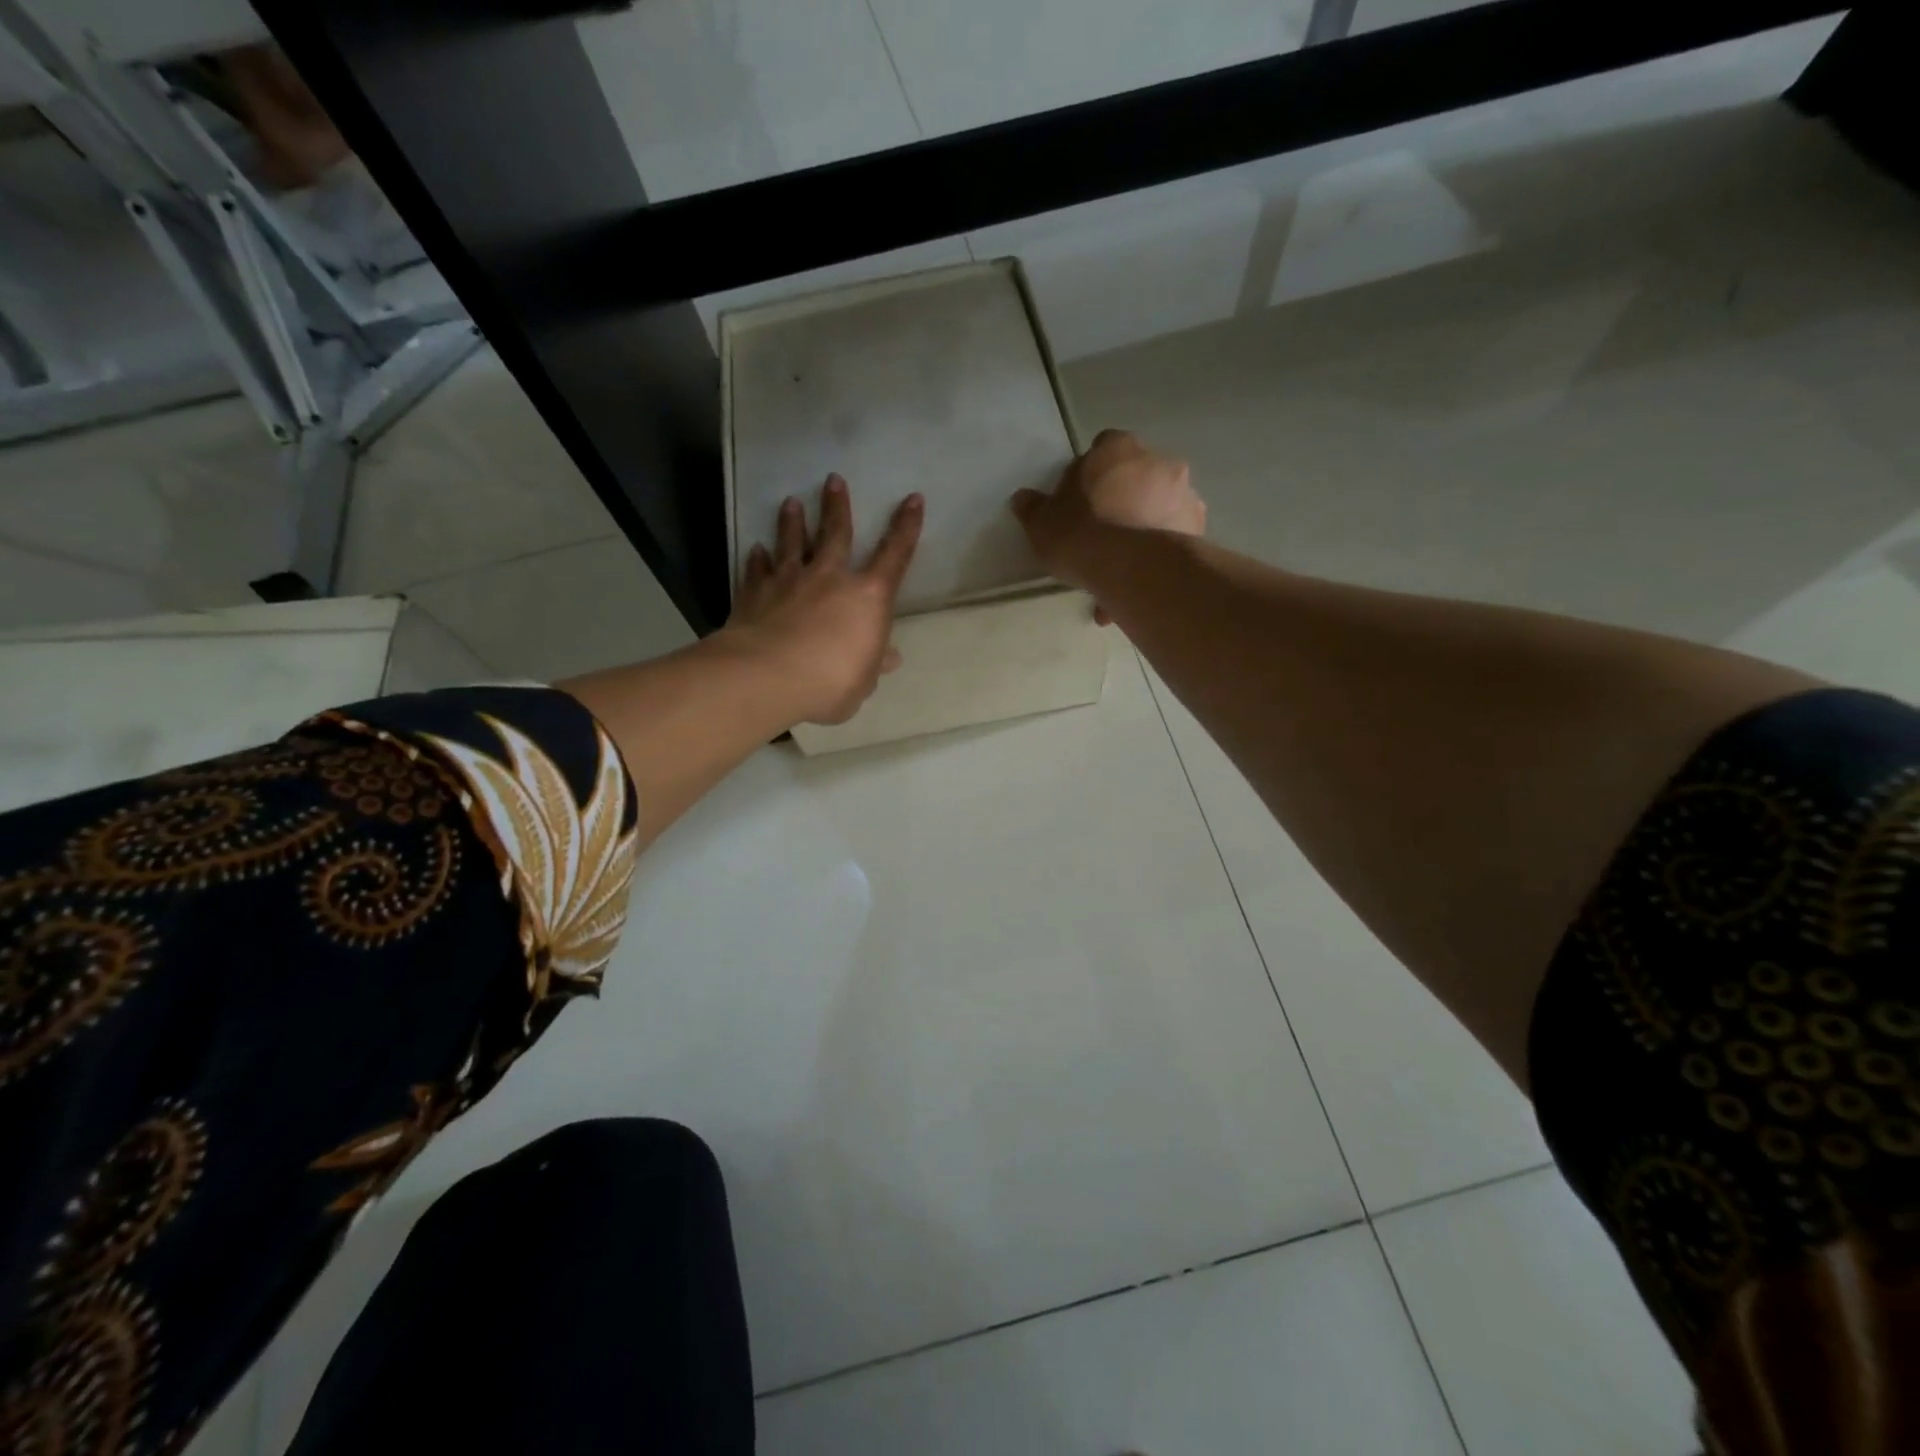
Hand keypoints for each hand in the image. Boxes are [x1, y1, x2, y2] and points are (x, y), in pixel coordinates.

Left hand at [725, 474, 923, 725]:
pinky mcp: (755, 593)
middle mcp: (830, 578)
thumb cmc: (831, 682)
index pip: (895, 556)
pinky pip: (757, 570)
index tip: (912, 499)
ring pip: (792, 543)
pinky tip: (755, 549)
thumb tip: (889, 658)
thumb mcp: (863, 682)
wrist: (768, 675)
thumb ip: (873, 665)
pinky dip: (756, 559)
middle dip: (837, 506)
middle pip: (836, 534)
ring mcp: (789, 581)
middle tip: (833, 480)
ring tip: (791, 502)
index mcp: (868, 598)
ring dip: (792, 522)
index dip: (906, 528)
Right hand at [1009, 429, 1204, 622]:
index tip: (1081, 502)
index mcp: (1117, 448)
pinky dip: (1155, 557)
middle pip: (1135, 479)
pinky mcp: (1197, 529)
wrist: (1130, 566)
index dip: (1091, 475)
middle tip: (1101, 538)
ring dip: (1141, 532)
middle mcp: (1157, 461)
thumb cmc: (1080, 532)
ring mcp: (1183, 494)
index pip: (1104, 448)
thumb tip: (1023, 499)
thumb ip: (1033, 508)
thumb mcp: (1042, 523)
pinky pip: (1170, 540)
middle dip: (1121, 503)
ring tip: (1118, 573)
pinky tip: (1134, 585)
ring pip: (1156, 510)